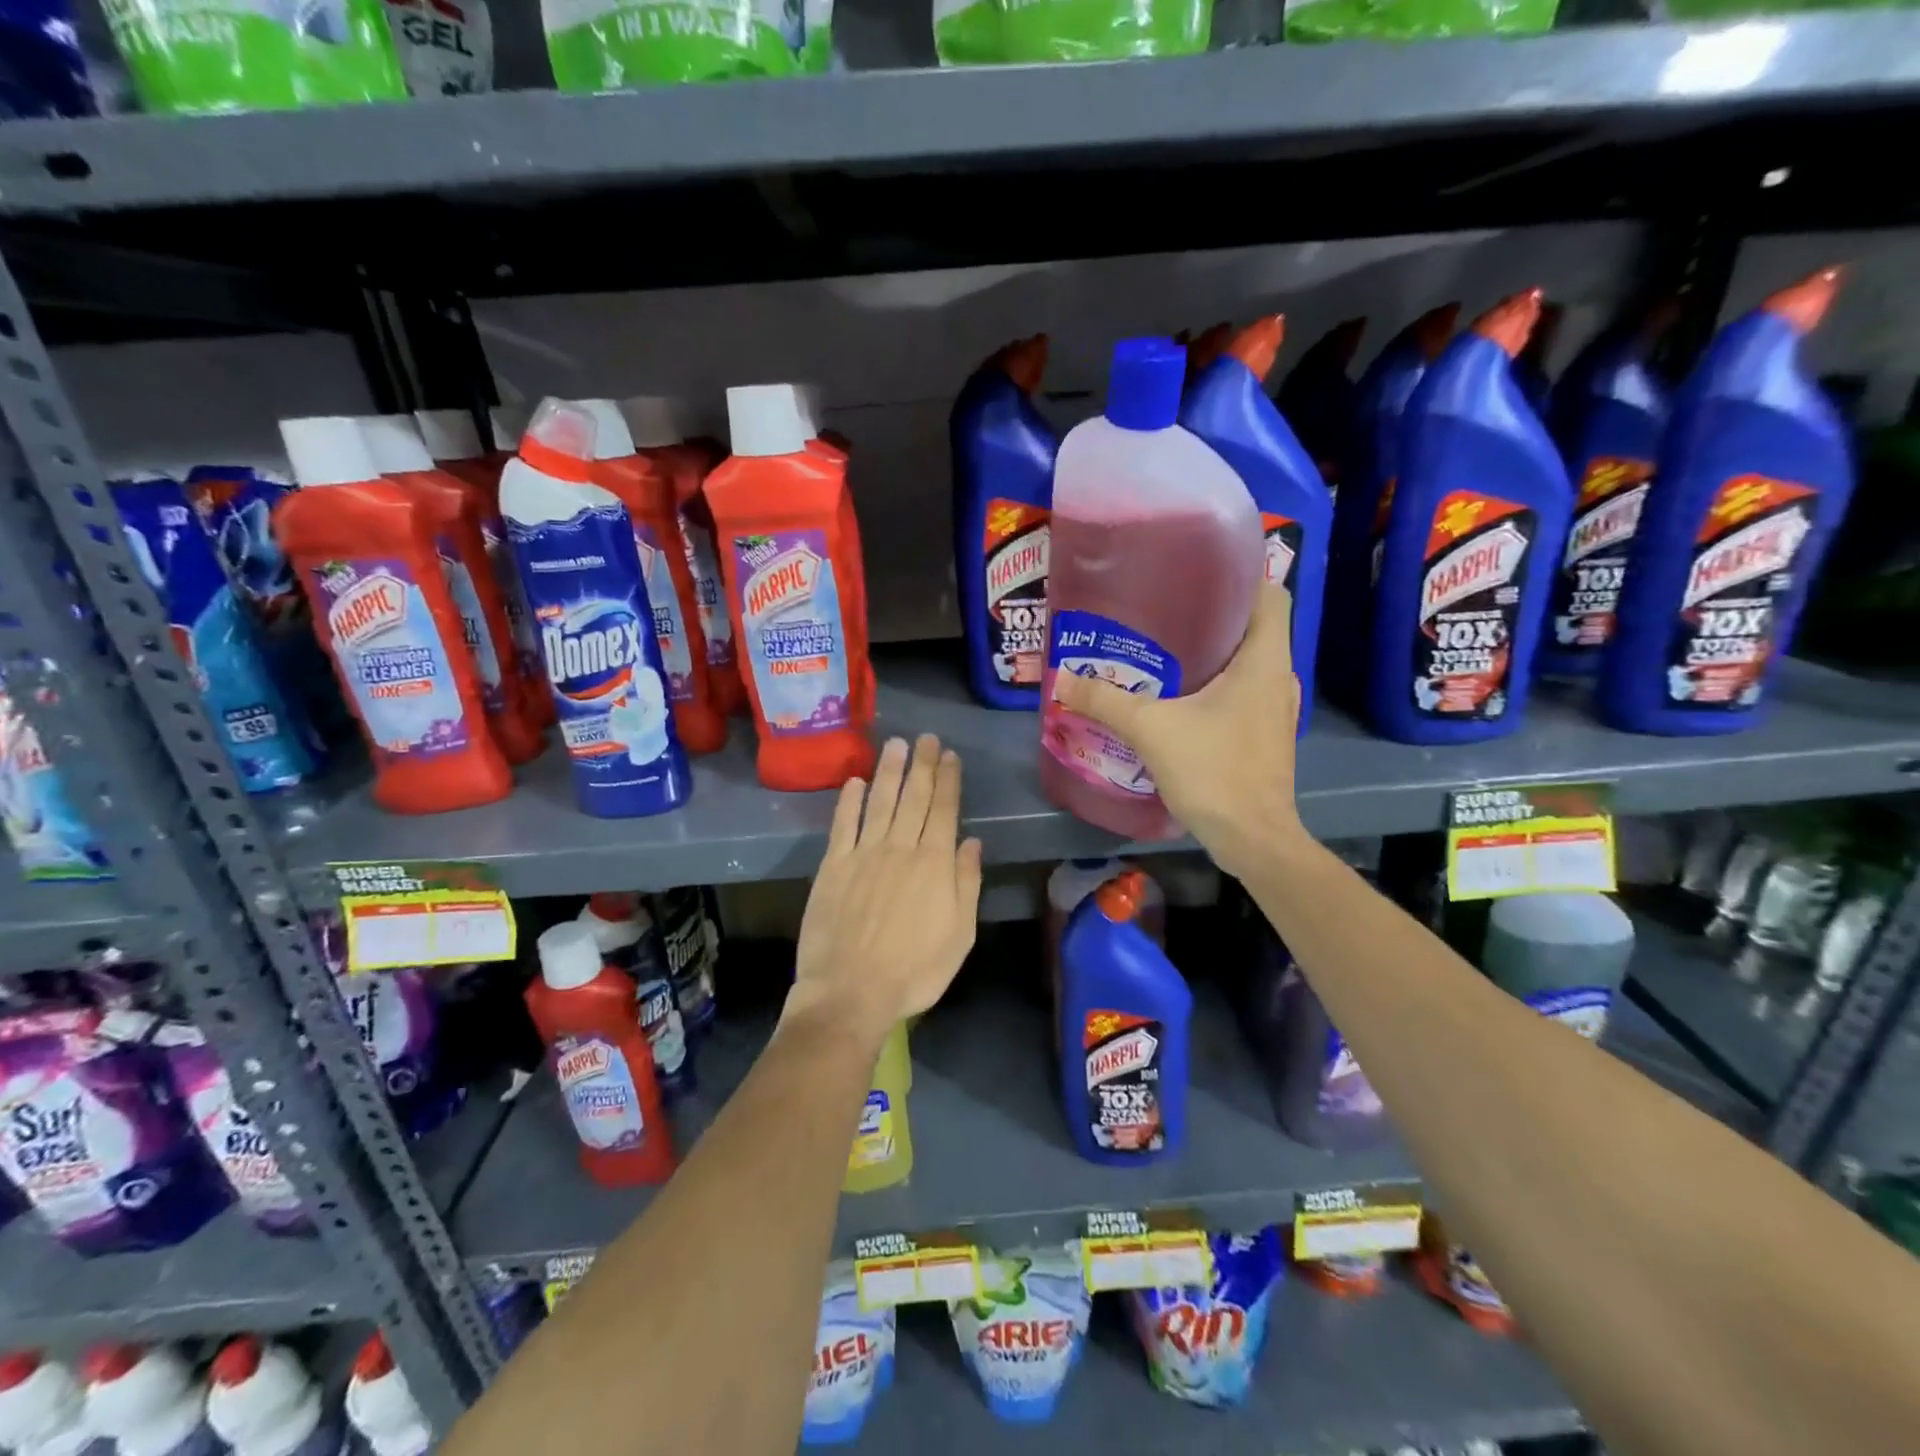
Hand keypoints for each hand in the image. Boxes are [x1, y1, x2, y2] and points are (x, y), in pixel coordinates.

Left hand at [790, 735, 983, 1043]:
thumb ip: (966, 884)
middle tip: (927, 738)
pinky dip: (849, 801)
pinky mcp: (833, 866)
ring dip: (889, 771)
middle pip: (913, 798)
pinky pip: (843, 825)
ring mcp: (864, 854)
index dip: (948, 780)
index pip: (944, 810)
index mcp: (934, 864)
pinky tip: (854, 782)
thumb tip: (971, 842)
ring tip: (897, 745)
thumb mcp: (960, 935)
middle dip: (923, 765)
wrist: (851, 992)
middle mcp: (900, 848)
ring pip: (880, 802)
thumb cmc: (915, 971)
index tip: (950, 756)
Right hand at [1052, 582, 1304, 878]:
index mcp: (1264, 660)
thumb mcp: (1151, 730)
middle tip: (1164, 610)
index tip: (1198, 573)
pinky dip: (1218, 685)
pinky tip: (1180, 698)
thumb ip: (1105, 701)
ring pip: (1249, 662)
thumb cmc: (1214, 771)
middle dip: (1213, 613)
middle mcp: (1278, 677)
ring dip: (1215, 652)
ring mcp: (1276, 709)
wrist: (1253, 839)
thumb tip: (1062, 679)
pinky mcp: (1266, 735)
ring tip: (1166, 648)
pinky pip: (1244, 692)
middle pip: (1255, 626)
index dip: (1241, 574)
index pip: (1269, 593)